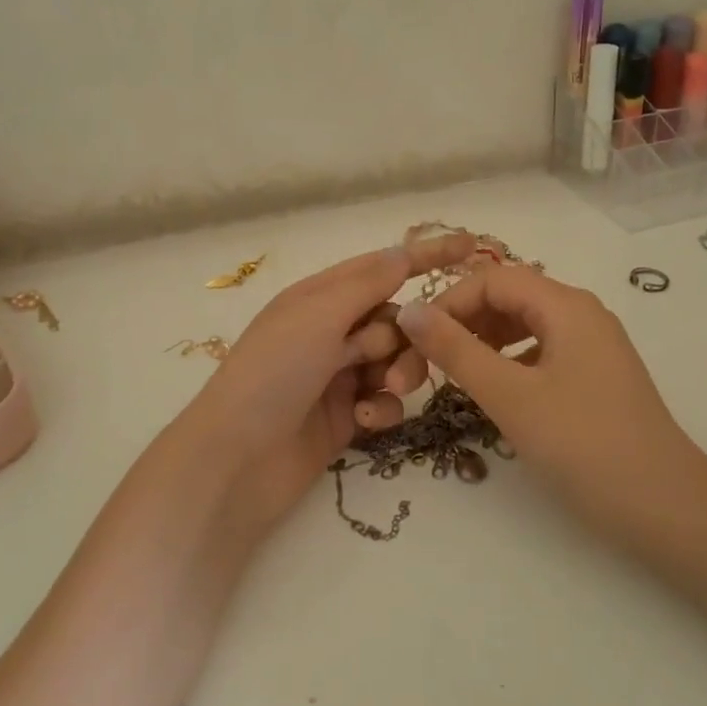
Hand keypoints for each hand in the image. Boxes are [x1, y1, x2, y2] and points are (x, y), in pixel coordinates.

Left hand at [177, 231, 475, 535]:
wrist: (236, 460)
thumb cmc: (273, 373)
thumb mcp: (318, 315)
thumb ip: (367, 283)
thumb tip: (402, 253)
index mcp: (320, 298)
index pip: (382, 267)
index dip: (424, 256)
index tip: (470, 245)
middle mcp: (331, 332)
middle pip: (396, 320)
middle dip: (407, 337)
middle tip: (393, 361)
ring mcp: (338, 376)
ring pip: (396, 362)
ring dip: (399, 373)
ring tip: (384, 391)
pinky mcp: (345, 417)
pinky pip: (384, 402)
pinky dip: (381, 409)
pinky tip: (362, 421)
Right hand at [395, 266, 700, 534]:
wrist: (666, 507)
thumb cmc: (583, 445)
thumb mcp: (510, 396)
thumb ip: (456, 350)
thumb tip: (409, 311)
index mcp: (566, 305)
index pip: (492, 280)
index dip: (448, 303)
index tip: (415, 342)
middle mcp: (582, 313)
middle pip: (509, 297)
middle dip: (463, 323)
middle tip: (427, 364)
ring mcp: (593, 345)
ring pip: (525, 324)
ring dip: (484, 342)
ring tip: (455, 376)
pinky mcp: (596, 375)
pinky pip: (542, 351)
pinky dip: (510, 361)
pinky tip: (496, 390)